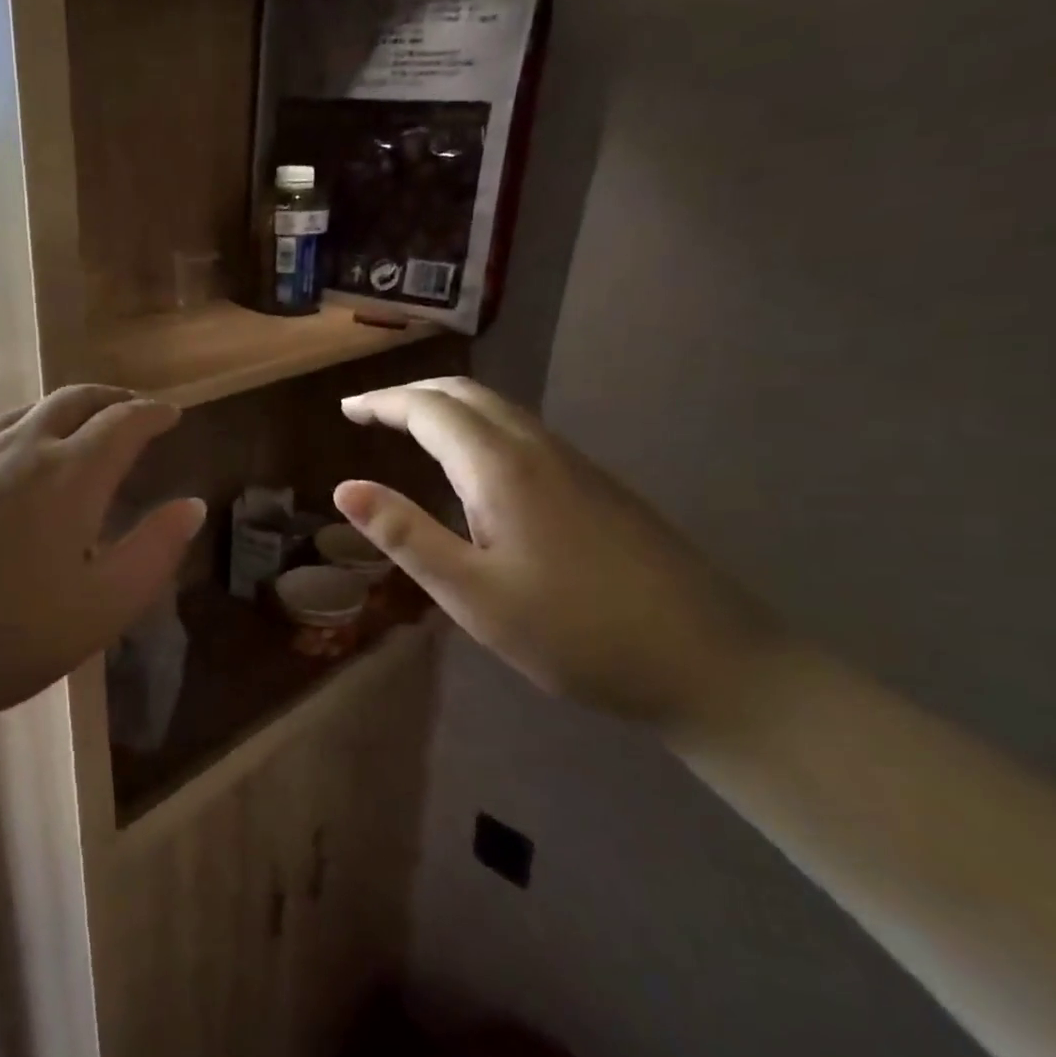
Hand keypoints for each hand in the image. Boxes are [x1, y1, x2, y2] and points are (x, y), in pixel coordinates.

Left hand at [0, 386, 204, 740]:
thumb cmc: (2, 639)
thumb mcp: (100, 609)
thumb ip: (153, 552)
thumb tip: (191, 506)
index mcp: (69, 475)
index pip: (123, 423)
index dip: (153, 413)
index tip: (171, 413)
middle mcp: (17, 449)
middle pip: (72, 400)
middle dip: (110, 398)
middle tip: (131, 409)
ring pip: (23, 413)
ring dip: (60, 412)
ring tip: (75, 431)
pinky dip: (16, 436)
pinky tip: (7, 469)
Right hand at [333, 378, 778, 723]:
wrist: (710, 660)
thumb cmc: (575, 632)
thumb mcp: (472, 594)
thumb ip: (407, 536)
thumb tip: (345, 488)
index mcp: (502, 468)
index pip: (430, 410)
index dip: (383, 402)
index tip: (346, 408)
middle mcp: (539, 450)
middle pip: (468, 396)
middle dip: (413, 395)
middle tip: (370, 412)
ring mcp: (576, 466)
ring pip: (500, 412)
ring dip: (448, 408)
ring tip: (411, 429)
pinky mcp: (598, 488)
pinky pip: (523, 434)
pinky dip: (479, 429)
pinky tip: (476, 468)